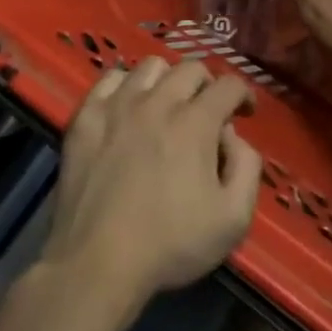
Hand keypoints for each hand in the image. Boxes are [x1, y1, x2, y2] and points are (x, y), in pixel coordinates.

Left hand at [45, 57, 260, 315]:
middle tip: (208, 111)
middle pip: (190, 68)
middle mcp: (157, 103)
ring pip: (149, 67)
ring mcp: (116, 107)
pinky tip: (128, 107)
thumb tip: (233, 137)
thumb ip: (247, 168)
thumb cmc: (171, 245)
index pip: (228, 85)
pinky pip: (109, 79)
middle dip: (208, 85)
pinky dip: (125, 85)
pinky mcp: (84, 118)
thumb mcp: (234, 218)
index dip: (243, 95)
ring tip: (168, 105)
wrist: (97, 263)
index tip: (243, 113)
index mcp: (195, 123)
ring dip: (168, 80)